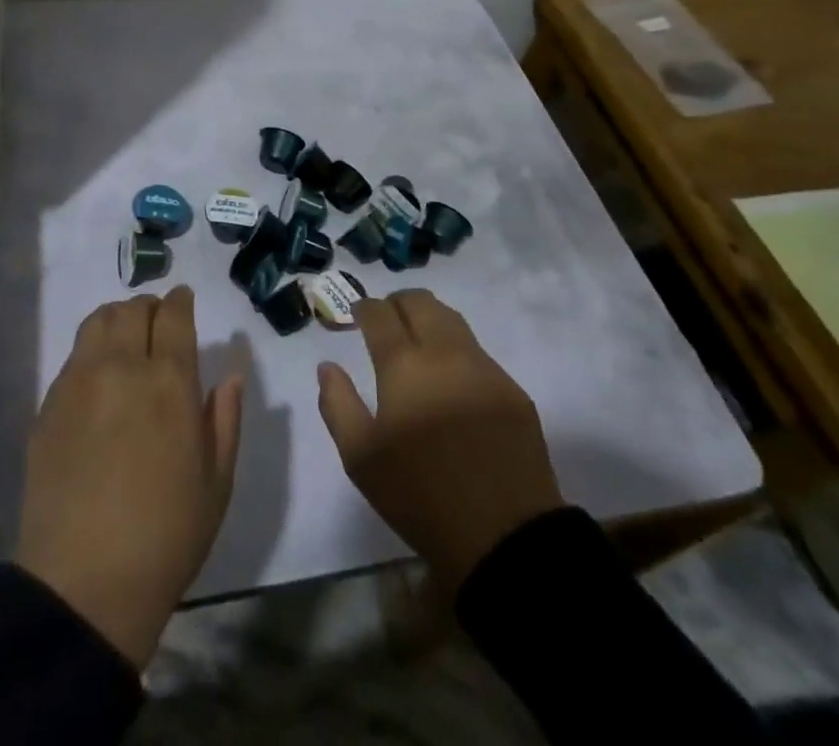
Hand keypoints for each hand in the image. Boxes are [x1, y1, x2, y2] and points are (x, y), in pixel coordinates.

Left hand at [15, 287, 241, 667]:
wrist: (83, 583)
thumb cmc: (166, 536)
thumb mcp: (216, 482)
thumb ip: (224, 419)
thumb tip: (230, 375)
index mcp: (169, 382)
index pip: (173, 315)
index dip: (180, 301)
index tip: (183, 301)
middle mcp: (122, 367)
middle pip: (133, 309)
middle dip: (150, 307)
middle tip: (158, 323)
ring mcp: (79, 382)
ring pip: (99, 321)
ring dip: (118, 318)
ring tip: (126, 338)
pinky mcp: (49, 403)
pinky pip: (74, 355)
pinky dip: (92, 349)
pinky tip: (99, 377)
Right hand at [316, 290, 562, 589]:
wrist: (505, 536)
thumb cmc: (420, 497)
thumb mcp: (361, 458)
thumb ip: (337, 404)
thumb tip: (327, 366)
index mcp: (404, 365)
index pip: (380, 313)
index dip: (365, 307)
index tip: (357, 314)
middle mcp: (445, 353)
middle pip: (419, 301)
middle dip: (396, 302)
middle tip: (385, 320)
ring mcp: (483, 368)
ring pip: (451, 318)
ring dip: (428, 317)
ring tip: (417, 338)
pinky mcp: (511, 389)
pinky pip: (477, 350)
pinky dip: (455, 347)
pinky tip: (450, 375)